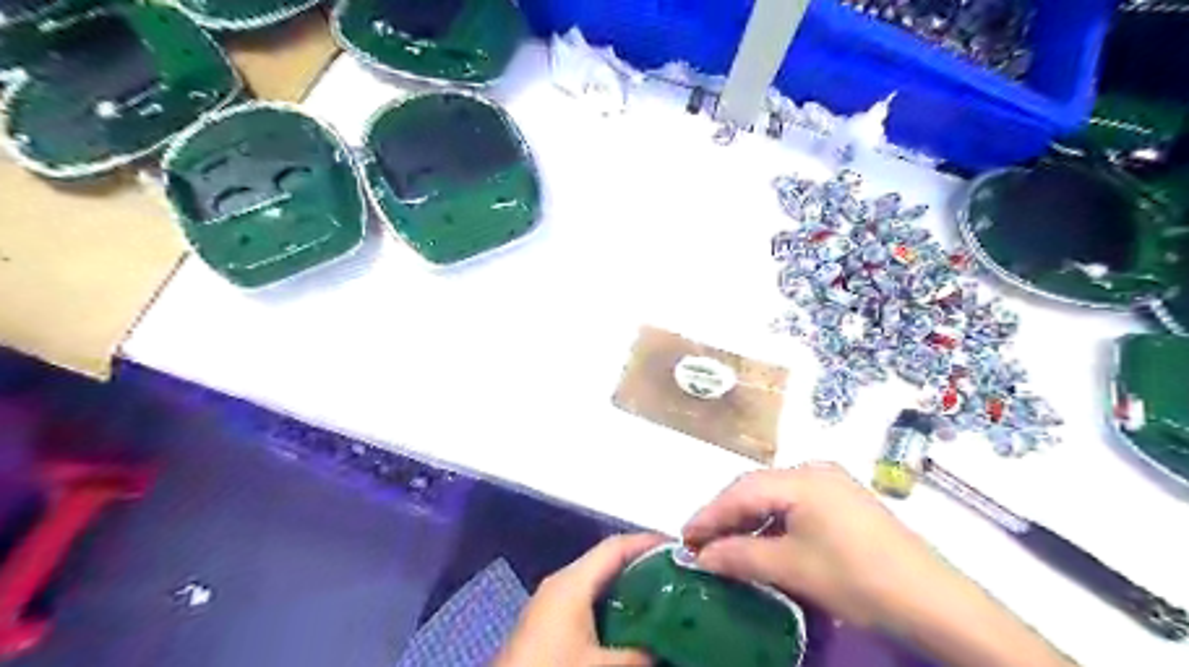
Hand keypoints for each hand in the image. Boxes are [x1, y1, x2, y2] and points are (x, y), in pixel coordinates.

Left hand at [493, 531, 668, 666]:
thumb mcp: (600, 666)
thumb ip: (638, 655)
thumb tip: (667, 647)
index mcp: (572, 581)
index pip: (615, 547)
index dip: (647, 542)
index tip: (677, 547)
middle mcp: (561, 581)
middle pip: (606, 559)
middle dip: (641, 562)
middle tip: (675, 573)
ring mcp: (552, 599)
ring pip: (596, 578)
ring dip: (626, 581)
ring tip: (660, 593)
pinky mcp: (548, 617)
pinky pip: (586, 595)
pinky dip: (611, 598)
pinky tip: (629, 618)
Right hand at [677, 463, 954, 629]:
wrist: (932, 599)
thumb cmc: (856, 577)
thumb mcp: (792, 568)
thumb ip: (740, 556)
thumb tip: (702, 557)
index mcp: (800, 478)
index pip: (740, 491)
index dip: (708, 515)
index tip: (684, 538)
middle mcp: (814, 470)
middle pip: (756, 488)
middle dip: (726, 516)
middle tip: (701, 543)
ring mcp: (832, 483)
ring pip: (775, 496)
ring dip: (748, 519)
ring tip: (726, 544)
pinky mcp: (844, 500)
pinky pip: (795, 504)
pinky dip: (773, 521)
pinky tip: (763, 541)